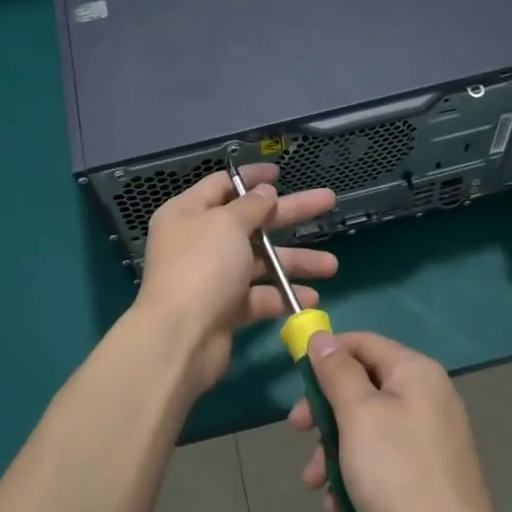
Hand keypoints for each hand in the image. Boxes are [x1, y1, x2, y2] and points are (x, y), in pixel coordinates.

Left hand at [136, 164, 336, 395]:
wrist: (180, 338)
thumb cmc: (202, 268)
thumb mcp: (227, 225)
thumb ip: (251, 206)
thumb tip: (265, 191)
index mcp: (188, 213)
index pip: (222, 186)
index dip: (252, 178)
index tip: (280, 173)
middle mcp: (199, 241)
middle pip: (251, 221)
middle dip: (290, 214)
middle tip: (328, 201)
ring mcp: (213, 277)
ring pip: (260, 261)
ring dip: (295, 261)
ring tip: (331, 265)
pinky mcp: (225, 309)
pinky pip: (259, 295)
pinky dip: (283, 295)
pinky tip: (310, 298)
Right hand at [290, 331, 507, 511]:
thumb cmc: (397, 473)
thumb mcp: (358, 415)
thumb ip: (337, 372)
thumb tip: (321, 338)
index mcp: (415, 372)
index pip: (362, 342)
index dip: (326, 354)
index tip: (296, 378)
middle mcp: (427, 395)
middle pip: (363, 385)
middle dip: (325, 411)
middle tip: (297, 431)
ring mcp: (430, 435)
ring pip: (368, 426)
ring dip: (334, 449)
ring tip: (314, 483)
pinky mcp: (428, 471)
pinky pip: (383, 457)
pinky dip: (357, 472)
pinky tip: (337, 504)